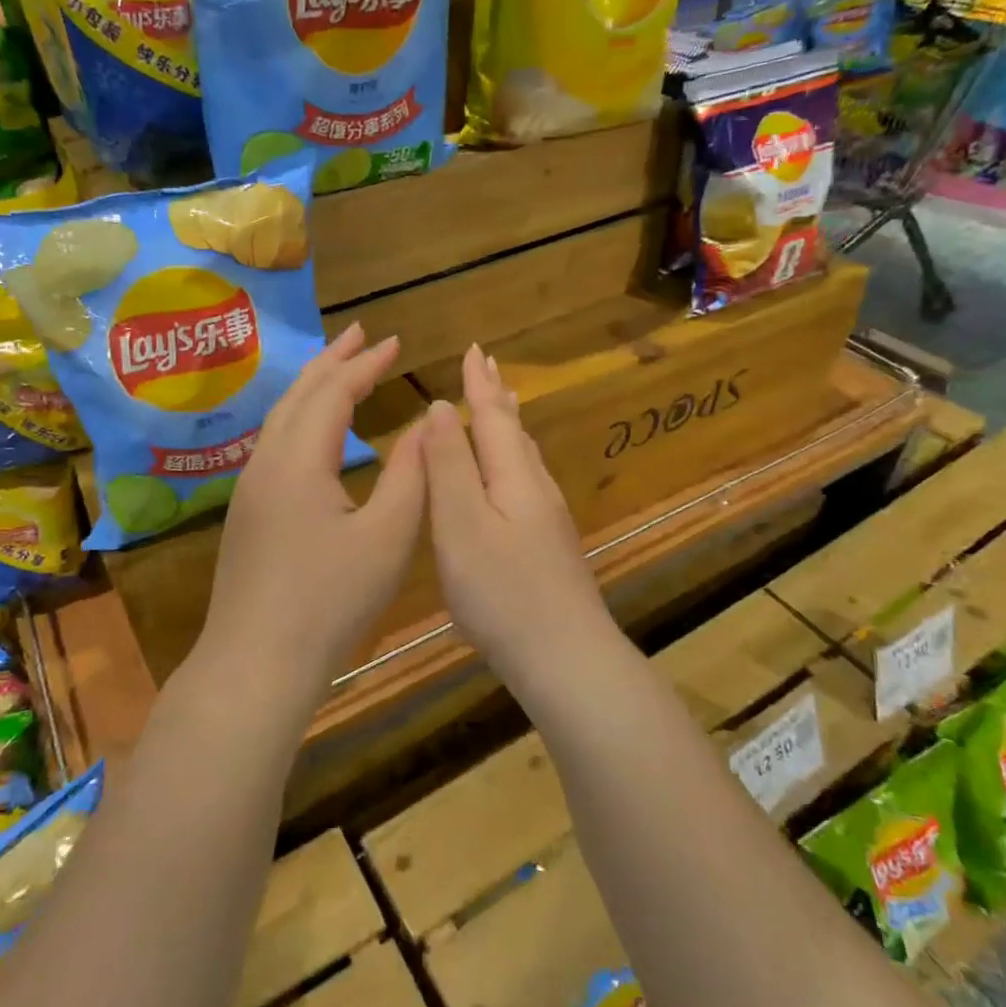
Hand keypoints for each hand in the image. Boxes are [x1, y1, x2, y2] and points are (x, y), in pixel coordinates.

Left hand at [199, 323, 426, 699]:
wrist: (256, 662)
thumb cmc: (330, 601)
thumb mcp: (388, 537)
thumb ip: (412, 473)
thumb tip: (427, 422)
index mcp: (299, 460)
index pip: (334, 392)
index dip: (366, 363)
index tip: (396, 340)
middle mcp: (266, 462)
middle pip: (299, 394)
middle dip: (332, 360)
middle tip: (361, 334)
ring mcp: (251, 489)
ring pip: (281, 418)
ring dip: (313, 387)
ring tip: (339, 369)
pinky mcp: (248, 513)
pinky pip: (275, 443)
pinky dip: (301, 418)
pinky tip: (314, 432)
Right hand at [421, 345, 614, 681]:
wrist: (565, 656)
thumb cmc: (502, 591)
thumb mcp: (461, 524)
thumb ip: (450, 465)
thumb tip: (440, 407)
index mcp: (513, 476)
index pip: (492, 415)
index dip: (480, 383)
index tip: (474, 350)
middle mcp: (536, 487)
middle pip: (514, 430)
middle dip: (496, 397)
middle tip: (488, 367)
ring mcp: (547, 518)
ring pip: (523, 456)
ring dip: (507, 425)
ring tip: (501, 405)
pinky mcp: (548, 545)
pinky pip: (525, 481)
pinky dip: (511, 459)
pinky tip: (510, 475)